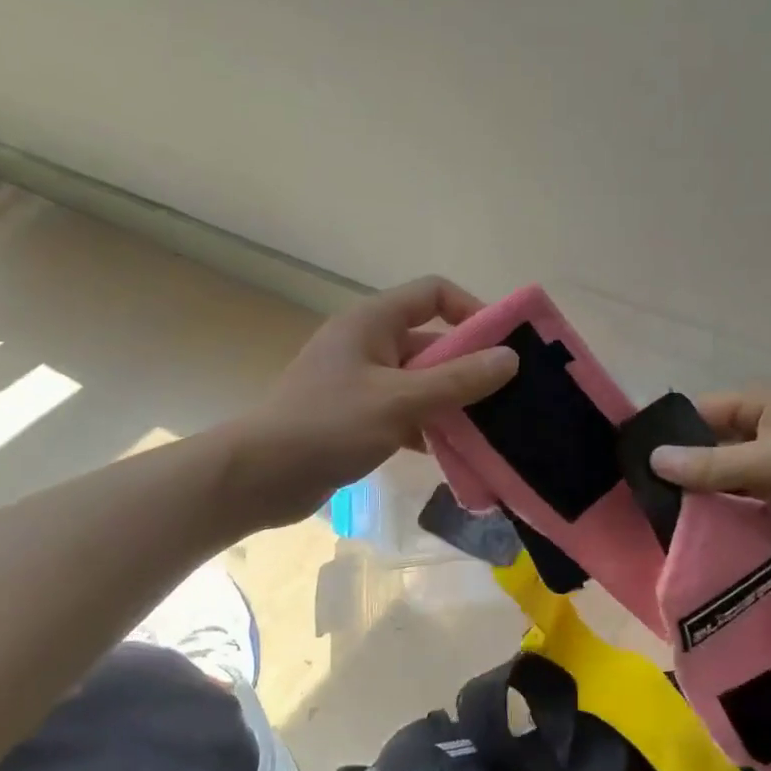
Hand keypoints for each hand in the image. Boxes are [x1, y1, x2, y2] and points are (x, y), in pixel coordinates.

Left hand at [232, 277, 517, 528]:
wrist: (260, 476)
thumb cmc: (328, 425)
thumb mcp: (400, 401)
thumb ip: (457, 380)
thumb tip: (510, 359)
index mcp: (373, 322)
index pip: (433, 294)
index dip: (472, 311)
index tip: (504, 346)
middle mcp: (368, 343)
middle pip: (431, 341)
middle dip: (468, 367)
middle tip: (507, 396)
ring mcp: (360, 381)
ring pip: (420, 381)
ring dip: (451, 402)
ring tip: (487, 429)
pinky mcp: (356, 415)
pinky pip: (404, 410)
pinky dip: (426, 426)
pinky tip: (448, 453)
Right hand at [649, 389, 770, 569]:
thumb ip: (713, 464)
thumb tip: (653, 459)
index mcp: (759, 410)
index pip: (697, 416)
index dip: (665, 436)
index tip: (627, 465)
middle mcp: (761, 439)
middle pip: (706, 454)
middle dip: (678, 477)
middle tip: (633, 506)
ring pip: (722, 489)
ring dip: (698, 506)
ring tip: (653, 530)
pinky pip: (743, 516)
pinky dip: (724, 528)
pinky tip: (693, 547)